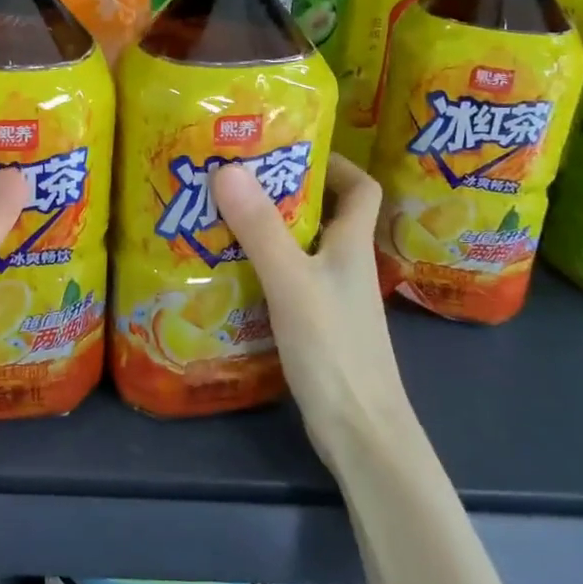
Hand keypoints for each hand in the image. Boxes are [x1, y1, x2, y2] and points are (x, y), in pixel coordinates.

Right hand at [211, 155, 415, 467]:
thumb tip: (228, 168)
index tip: (290, 150)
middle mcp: (346, 265)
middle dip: (283, 192)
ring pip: (302, 248)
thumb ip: (261, 228)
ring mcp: (333, 298)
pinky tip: (230, 272)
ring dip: (268, 230)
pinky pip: (289, 280)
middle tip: (235, 179)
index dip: (334, 163)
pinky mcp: (317, 325)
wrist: (361, 433)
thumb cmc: (335, 350)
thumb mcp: (292, 282)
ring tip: (221, 217)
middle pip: (323, 213)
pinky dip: (263, 268)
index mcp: (352, 245)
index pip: (360, 188)